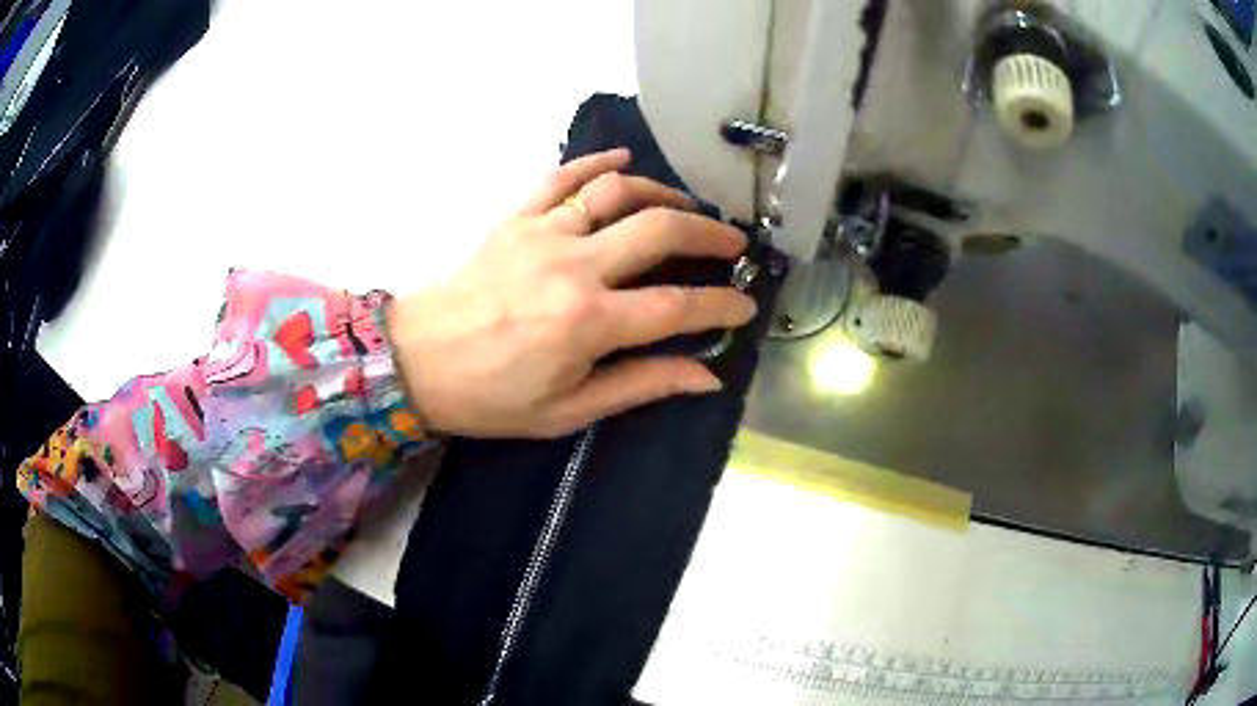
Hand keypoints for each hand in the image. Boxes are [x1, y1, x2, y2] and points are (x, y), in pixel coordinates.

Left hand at [385, 148, 756, 437]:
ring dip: (663, 193)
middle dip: (710, 233)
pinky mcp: (515, 218)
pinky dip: (596, 163)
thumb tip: (706, 376)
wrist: (415, 361)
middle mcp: (574, 266)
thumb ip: (641, 385)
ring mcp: (542, 232)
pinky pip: (560, 174)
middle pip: (661, 229)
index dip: (722, 304)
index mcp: (589, 323)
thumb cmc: (490, 397)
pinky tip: (622, 161)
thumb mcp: (568, 410)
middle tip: (733, 244)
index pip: (679, 306)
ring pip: (618, 192)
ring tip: (686, 208)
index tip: (746, 305)